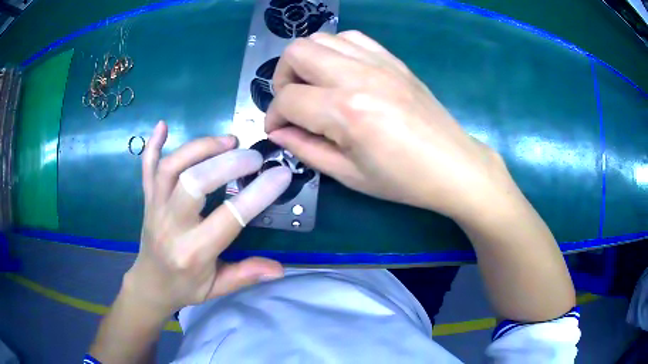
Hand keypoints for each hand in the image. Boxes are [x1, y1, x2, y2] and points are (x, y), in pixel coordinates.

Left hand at [124, 121, 291, 315]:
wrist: (149, 285)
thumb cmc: (184, 288)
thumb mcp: (217, 289)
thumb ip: (246, 275)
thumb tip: (280, 268)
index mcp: (194, 252)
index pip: (229, 218)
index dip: (258, 194)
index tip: (280, 175)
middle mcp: (171, 226)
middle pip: (194, 183)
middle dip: (226, 164)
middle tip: (251, 156)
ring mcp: (155, 207)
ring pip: (171, 168)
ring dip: (199, 148)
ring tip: (227, 141)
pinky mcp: (147, 198)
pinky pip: (146, 168)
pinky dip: (153, 145)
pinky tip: (162, 125)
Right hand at [265, 31, 508, 218]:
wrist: (453, 165)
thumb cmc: (403, 179)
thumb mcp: (348, 175)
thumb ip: (305, 148)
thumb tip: (277, 132)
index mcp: (346, 111)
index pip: (288, 99)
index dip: (273, 116)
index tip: (278, 130)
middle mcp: (358, 75)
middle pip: (296, 53)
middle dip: (283, 78)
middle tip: (293, 103)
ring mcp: (377, 62)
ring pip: (321, 38)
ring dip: (307, 61)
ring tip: (315, 87)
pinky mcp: (392, 59)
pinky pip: (351, 38)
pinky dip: (335, 51)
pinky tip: (341, 73)